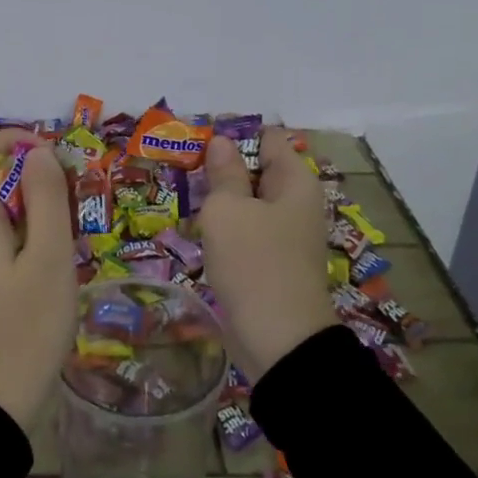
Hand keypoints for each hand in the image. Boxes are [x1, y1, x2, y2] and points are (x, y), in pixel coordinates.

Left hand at [0, 131, 76, 430]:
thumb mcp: (49, 255)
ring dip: (34, 205)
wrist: (0, 399)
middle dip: (31, 175)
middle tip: (73, 193)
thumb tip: (38, 151)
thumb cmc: (28, 324)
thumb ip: (45, 197)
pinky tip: (57, 257)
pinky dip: (29, 232)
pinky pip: (2, 238)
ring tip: (71, 226)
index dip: (9, 141)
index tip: (51, 154)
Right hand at [200, 129, 333, 380]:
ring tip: (184, 198)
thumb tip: (221, 142)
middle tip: (182, 170)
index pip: (266, 138)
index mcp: (294, 181)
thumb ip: (223, 173)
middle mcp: (295, 202)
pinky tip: (199, 232)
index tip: (197, 144)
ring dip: (220, 200)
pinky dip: (226, 227)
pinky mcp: (273, 261)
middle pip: (257, 169)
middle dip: (221, 168)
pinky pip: (247, 230)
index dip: (233, 136)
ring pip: (249, 202)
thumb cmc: (253, 263)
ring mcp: (285, 234)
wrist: (280, 341)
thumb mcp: (228, 210)